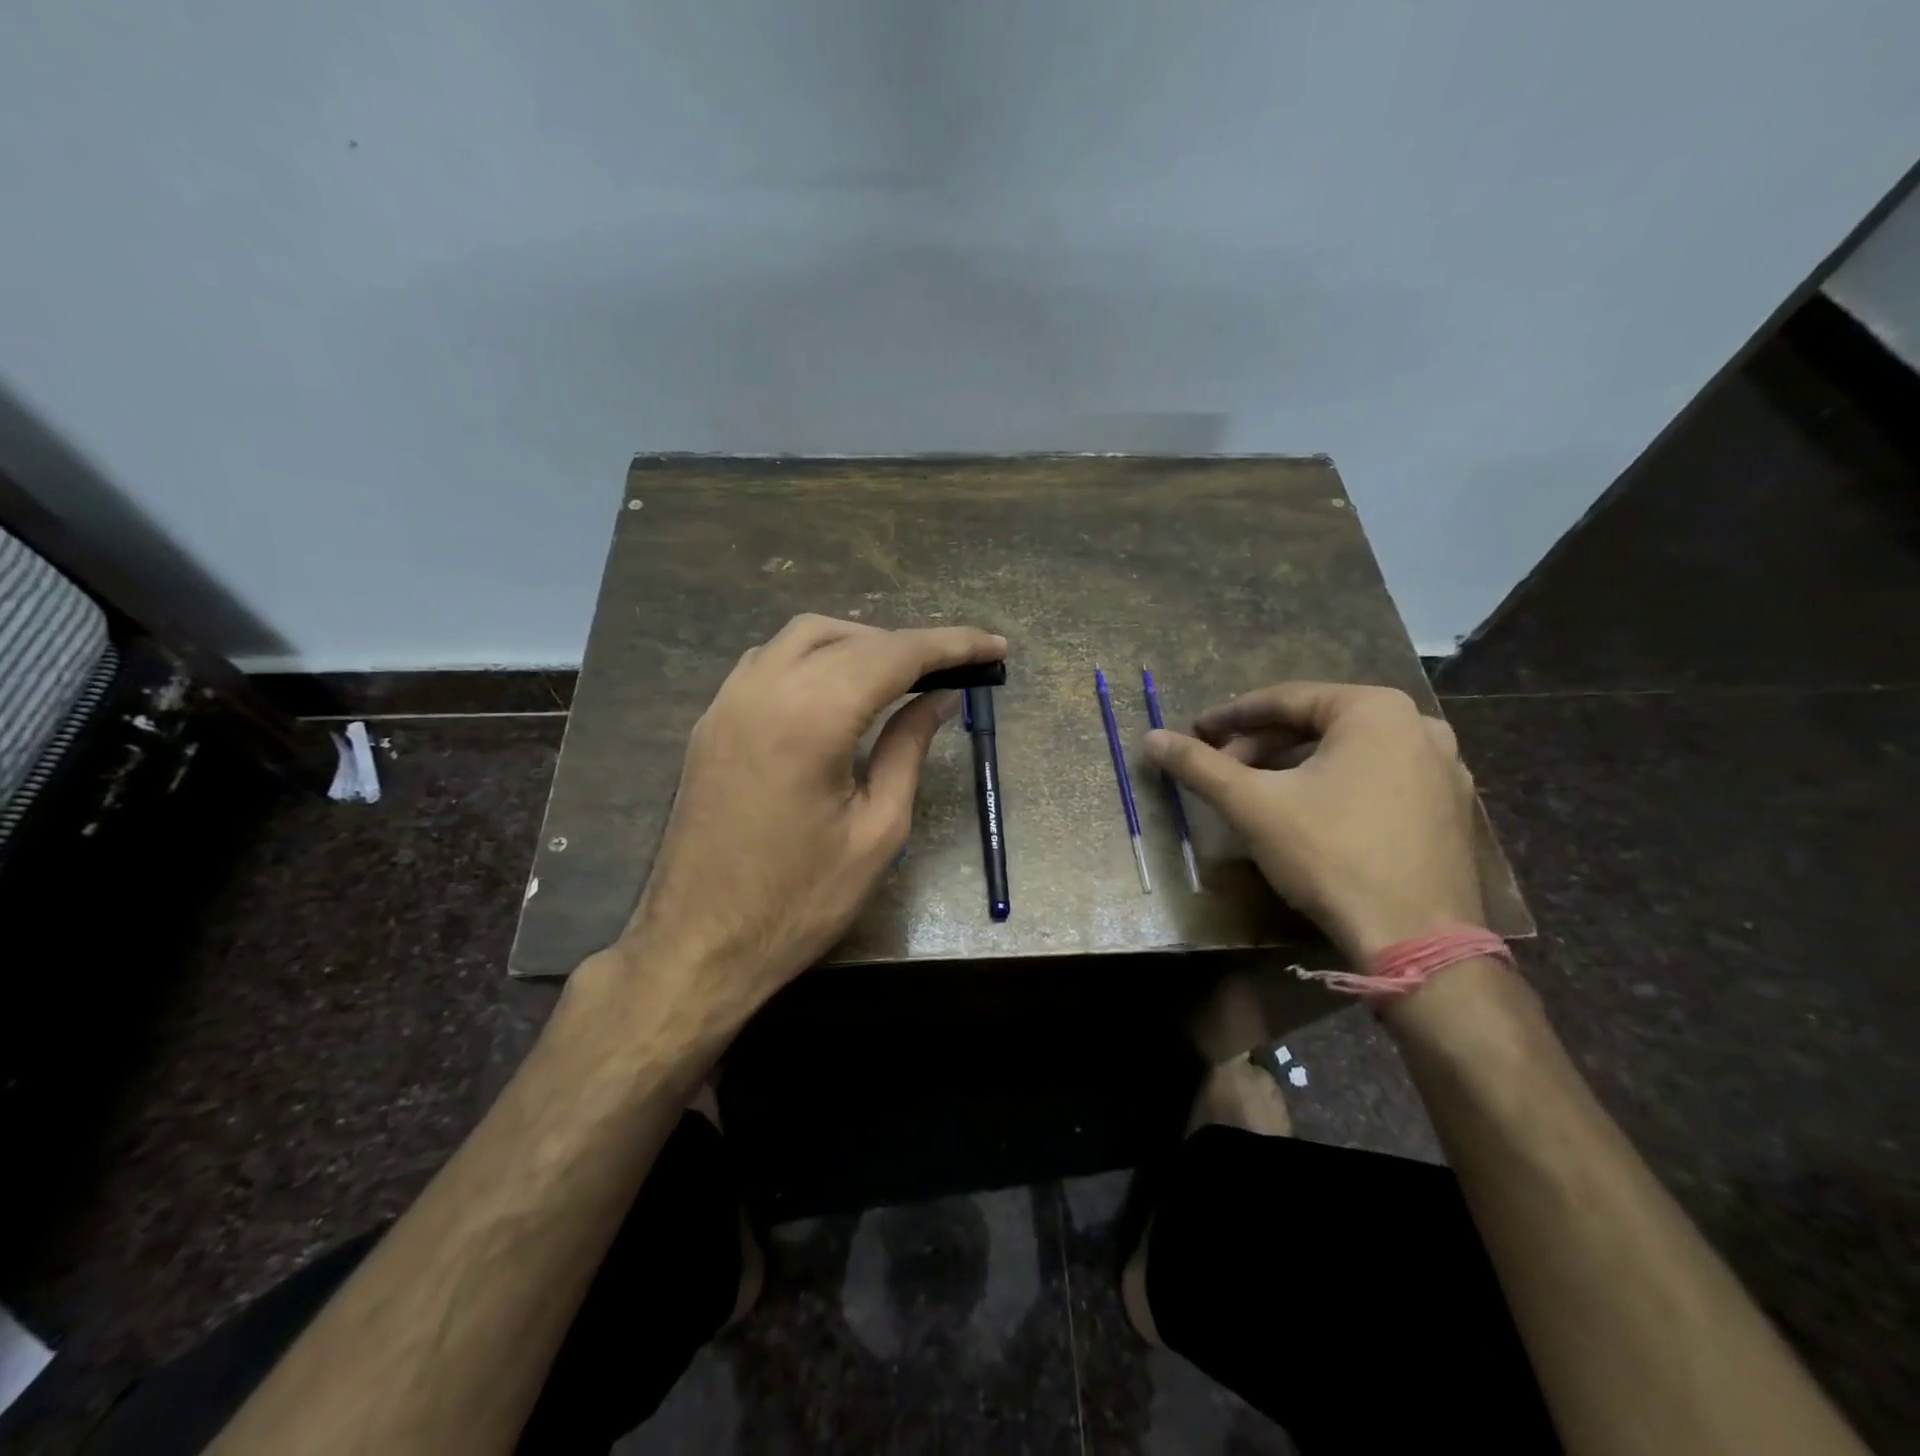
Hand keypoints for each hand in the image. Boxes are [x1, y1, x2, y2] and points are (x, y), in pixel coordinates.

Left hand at [613, 614, 1005, 1027]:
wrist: (698, 945)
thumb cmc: (799, 901)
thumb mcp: (878, 830)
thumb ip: (908, 749)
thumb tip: (940, 698)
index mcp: (811, 718)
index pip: (895, 655)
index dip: (951, 645)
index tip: (994, 646)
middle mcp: (764, 690)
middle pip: (850, 637)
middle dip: (909, 644)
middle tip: (954, 669)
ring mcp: (728, 702)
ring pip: (802, 638)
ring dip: (859, 643)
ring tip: (902, 675)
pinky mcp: (712, 721)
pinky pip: (769, 662)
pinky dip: (815, 658)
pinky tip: (839, 689)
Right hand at [1143, 682, 1482, 964]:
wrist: (1417, 939)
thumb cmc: (1331, 854)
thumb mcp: (1253, 805)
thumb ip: (1200, 766)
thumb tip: (1152, 738)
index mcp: (1374, 710)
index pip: (1285, 699)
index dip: (1232, 716)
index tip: (1196, 731)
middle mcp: (1418, 725)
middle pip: (1318, 723)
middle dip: (1262, 743)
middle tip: (1221, 765)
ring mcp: (1443, 767)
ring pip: (1349, 751)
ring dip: (1296, 763)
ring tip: (1257, 788)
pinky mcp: (1450, 807)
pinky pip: (1378, 777)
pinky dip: (1335, 783)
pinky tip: (1309, 811)